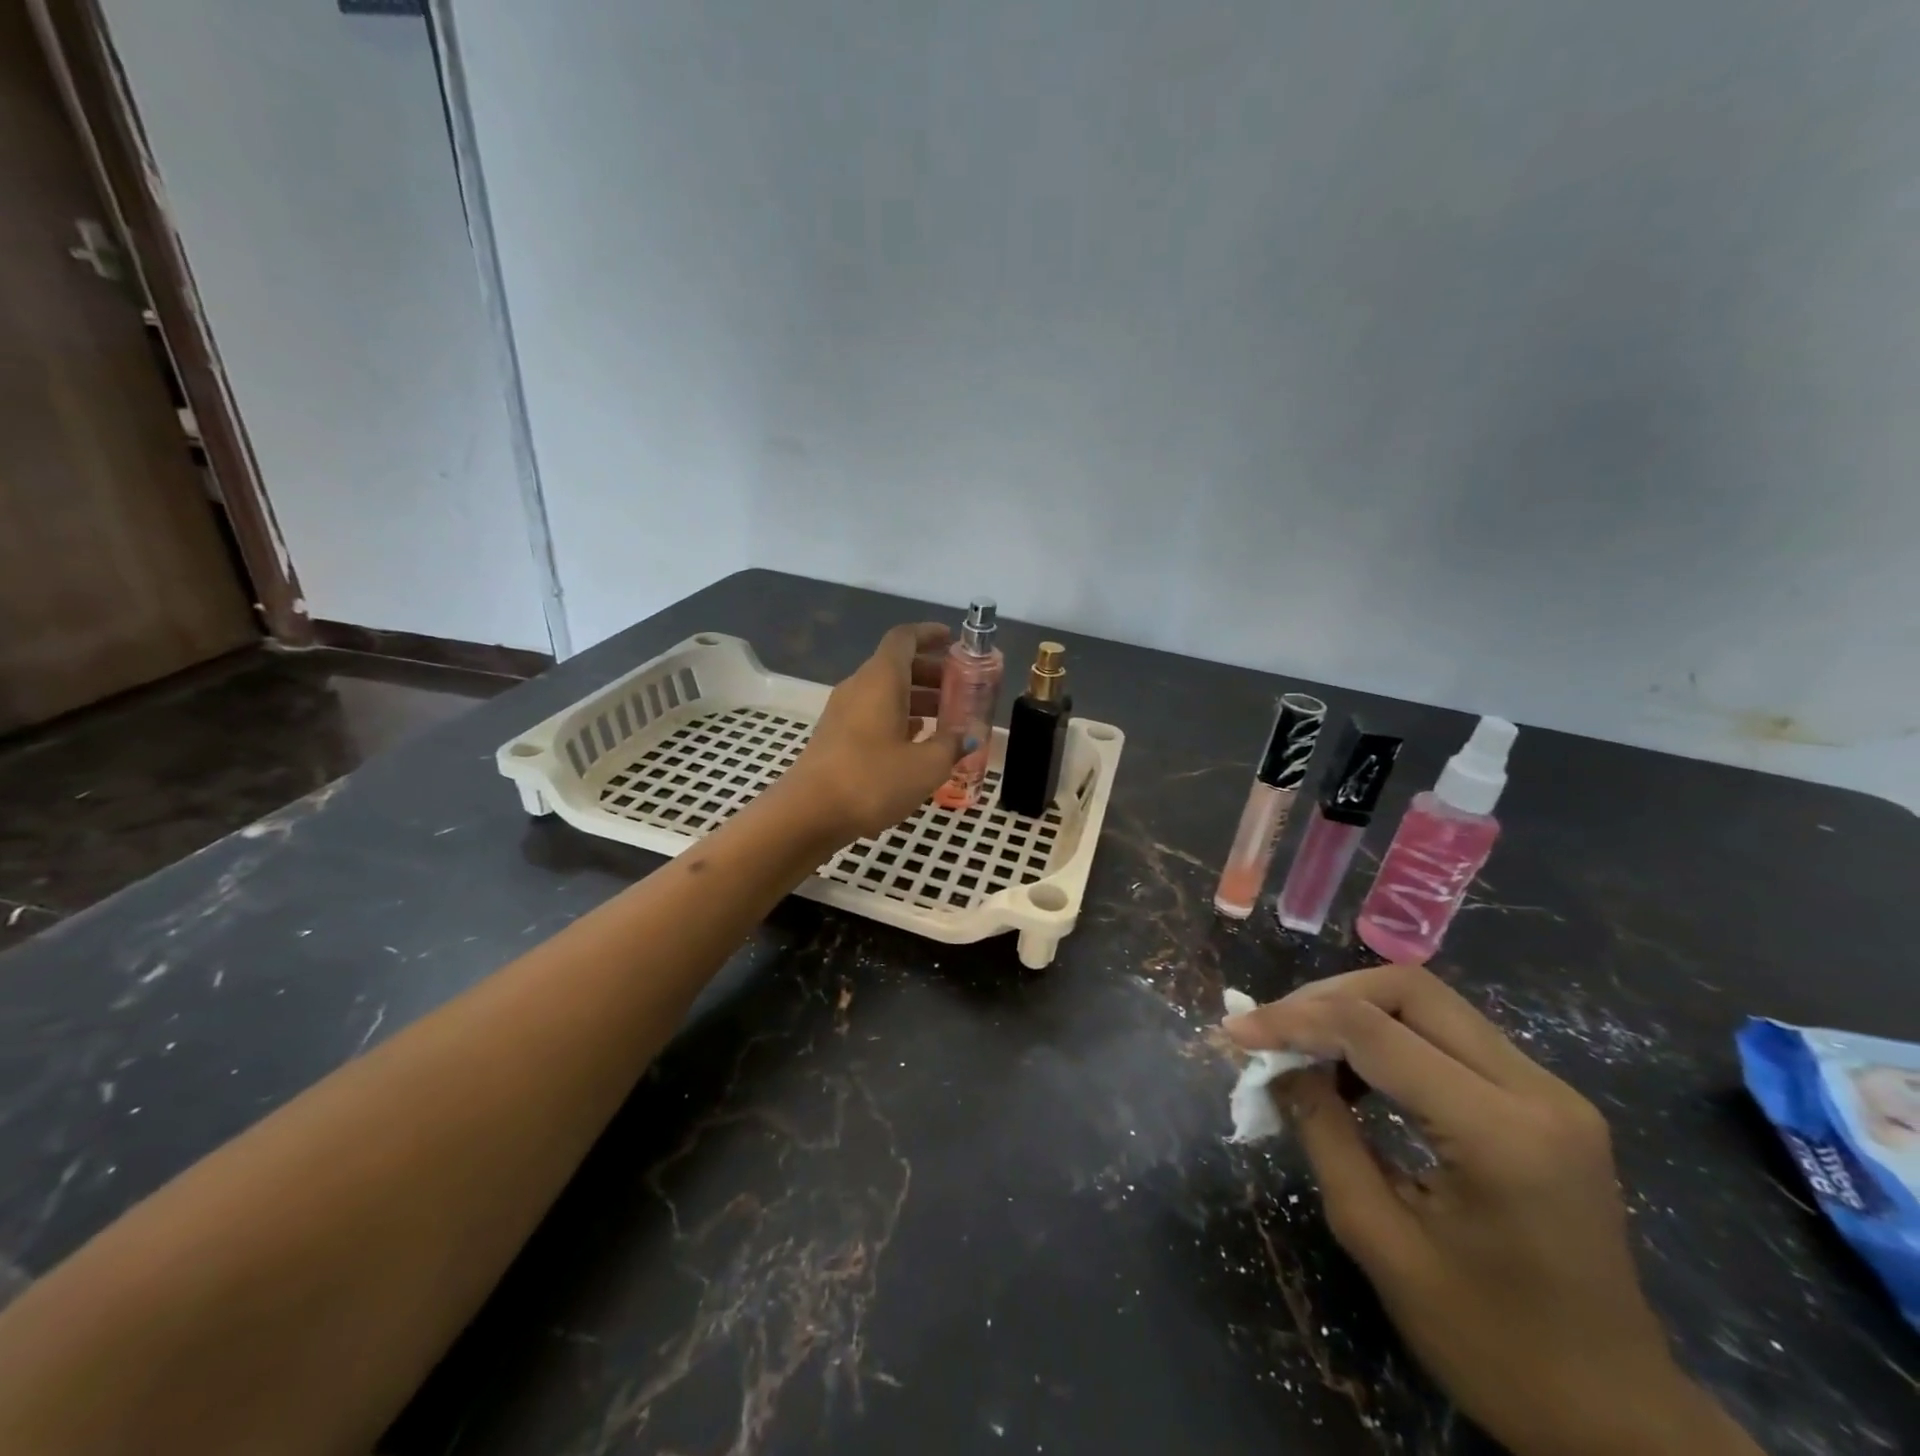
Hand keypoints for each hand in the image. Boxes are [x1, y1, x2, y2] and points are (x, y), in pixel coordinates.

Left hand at [781, 623, 962, 843]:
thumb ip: (951, 745)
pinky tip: (919, 744)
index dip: (929, 634)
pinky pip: (873, 714)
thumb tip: (968, 737)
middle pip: (897, 666)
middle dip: (931, 673)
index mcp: (881, 679)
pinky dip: (899, 719)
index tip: (953, 640)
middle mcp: (859, 687)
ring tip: (948, 720)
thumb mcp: (926, 765)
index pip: (904, 639)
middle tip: (961, 689)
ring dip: (917, 699)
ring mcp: (843, 713)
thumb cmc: (872, 780)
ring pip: (885, 693)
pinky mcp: (836, 737)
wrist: (808, 814)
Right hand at [1224, 964, 1759, 1455]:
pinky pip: (1451, 1034)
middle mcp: (1537, 1091)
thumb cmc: (1492, 1347)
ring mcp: (1551, 1090)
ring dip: (1356, 1011)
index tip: (1235, 1033)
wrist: (1617, 1419)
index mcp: (1499, 1135)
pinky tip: (1357, 1074)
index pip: (1374, 1032)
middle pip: (1409, 989)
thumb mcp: (1380, 1240)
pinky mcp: (1547, 1099)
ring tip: (1305, 1050)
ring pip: (1430, 1002)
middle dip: (1326, 998)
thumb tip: (1274, 1063)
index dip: (1293, 1020)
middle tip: (1273, 1032)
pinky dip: (1390, 1035)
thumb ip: (1322, 1132)